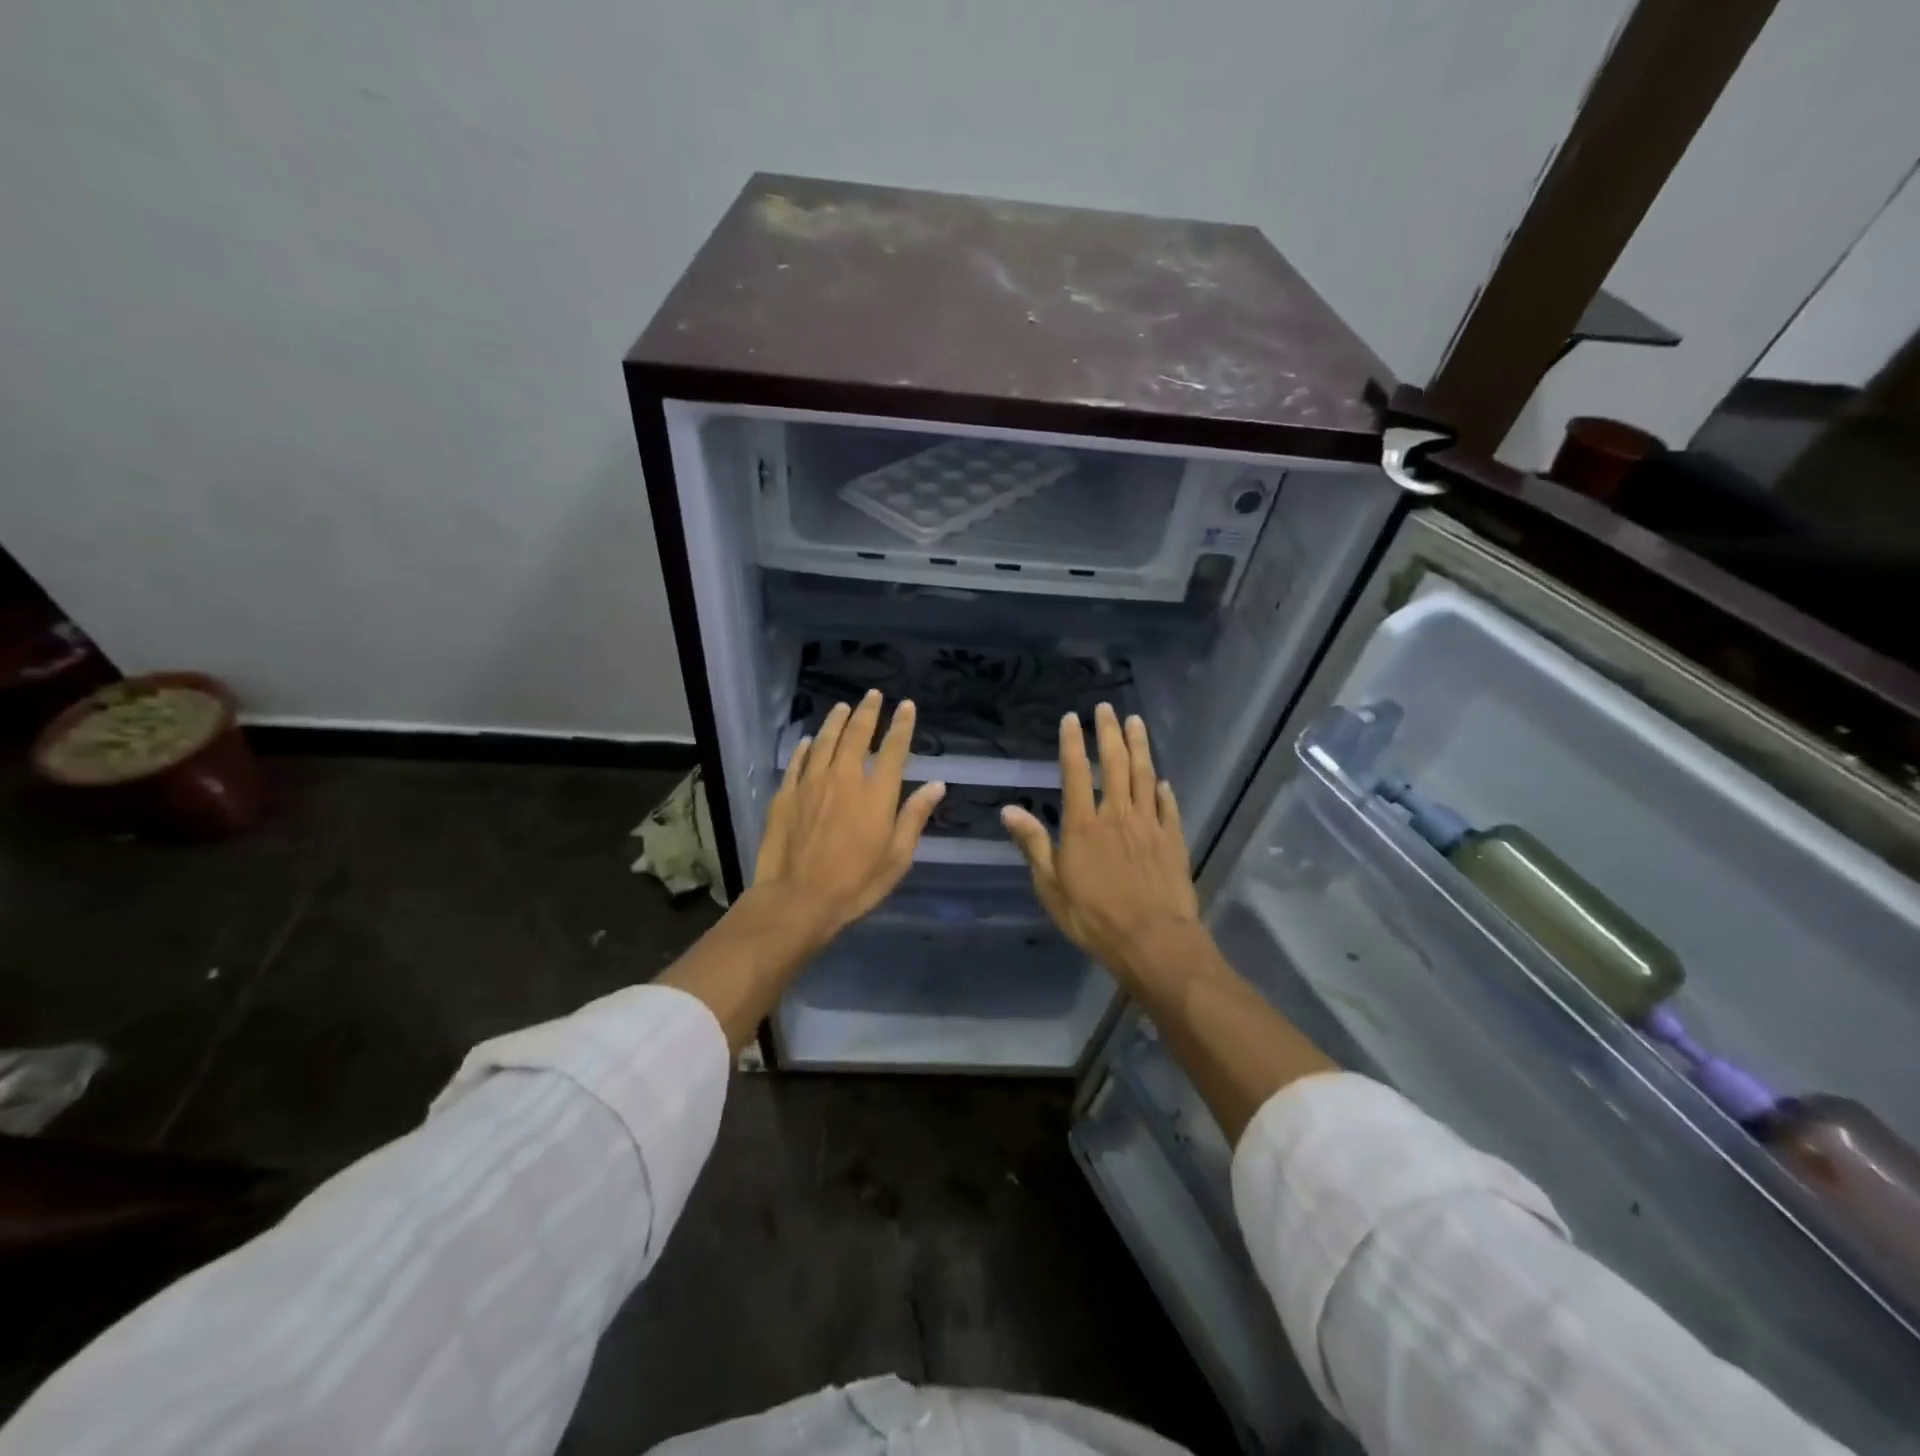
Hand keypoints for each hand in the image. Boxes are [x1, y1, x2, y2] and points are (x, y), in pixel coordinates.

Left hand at [751, 689, 944, 946]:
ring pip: (825, 741)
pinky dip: (806, 747)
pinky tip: (809, 740)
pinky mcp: (786, 795)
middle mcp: (845, 778)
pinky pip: (798, 762)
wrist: (798, 899)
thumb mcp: (897, 857)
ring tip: (843, 706)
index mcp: (877, 793)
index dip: (901, 725)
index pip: (893, 749)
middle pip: (857, 735)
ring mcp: (811, 783)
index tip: (906, 705)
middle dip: (867, 712)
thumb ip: (914, 817)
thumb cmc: (856, 883)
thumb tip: (936, 785)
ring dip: (836, 721)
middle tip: (873, 695)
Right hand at [1001, 702, 1198, 976]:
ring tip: (1136, 722)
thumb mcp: (1051, 885)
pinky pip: (1168, 808)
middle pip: (1115, 764)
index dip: (1073, 743)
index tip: (1072, 718)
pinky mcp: (1173, 841)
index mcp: (1084, 824)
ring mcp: (1149, 826)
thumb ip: (1033, 843)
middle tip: (1107, 708)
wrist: (1152, 940)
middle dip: (1109, 732)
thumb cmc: (1093, 917)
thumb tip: (1009, 809)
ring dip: (1140, 746)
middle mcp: (1117, 815)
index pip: (1076, 772)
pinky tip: (1163, 780)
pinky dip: (1164, 791)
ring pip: (1144, 776)